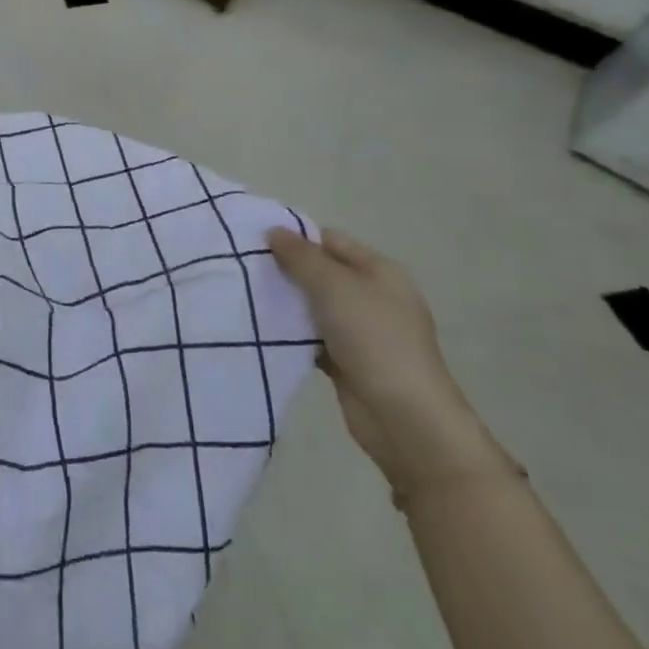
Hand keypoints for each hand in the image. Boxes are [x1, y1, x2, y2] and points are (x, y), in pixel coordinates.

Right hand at [266, 226, 509, 497]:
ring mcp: (362, 331)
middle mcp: (373, 297)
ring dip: (285, 303)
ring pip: (313, 306)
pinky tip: (262, 329)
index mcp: (380, 272)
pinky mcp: (347, 360)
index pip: (331, 241)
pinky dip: (291, 333)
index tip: (255, 242)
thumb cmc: (373, 338)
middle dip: (286, 270)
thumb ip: (301, 257)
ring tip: (244, 295)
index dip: (296, 238)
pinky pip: (312, 336)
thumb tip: (274, 231)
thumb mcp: (333, 286)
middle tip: (245, 269)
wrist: (404, 417)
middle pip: (321, 273)